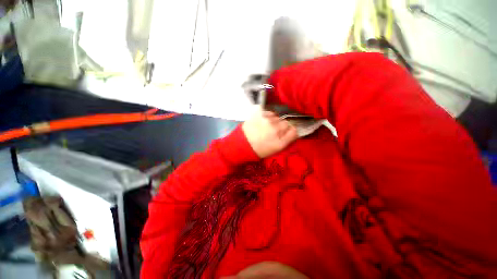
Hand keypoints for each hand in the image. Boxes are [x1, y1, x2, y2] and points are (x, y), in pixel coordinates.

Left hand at [242, 109, 297, 157]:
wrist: (242, 144)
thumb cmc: (259, 149)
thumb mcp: (275, 149)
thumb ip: (287, 140)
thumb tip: (293, 129)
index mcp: (280, 141)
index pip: (294, 131)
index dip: (291, 131)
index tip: (286, 133)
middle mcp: (275, 129)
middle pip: (286, 123)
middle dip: (282, 127)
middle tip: (273, 132)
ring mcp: (266, 120)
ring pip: (277, 117)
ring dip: (274, 121)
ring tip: (267, 127)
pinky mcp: (259, 114)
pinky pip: (269, 113)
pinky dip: (268, 117)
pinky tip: (263, 122)